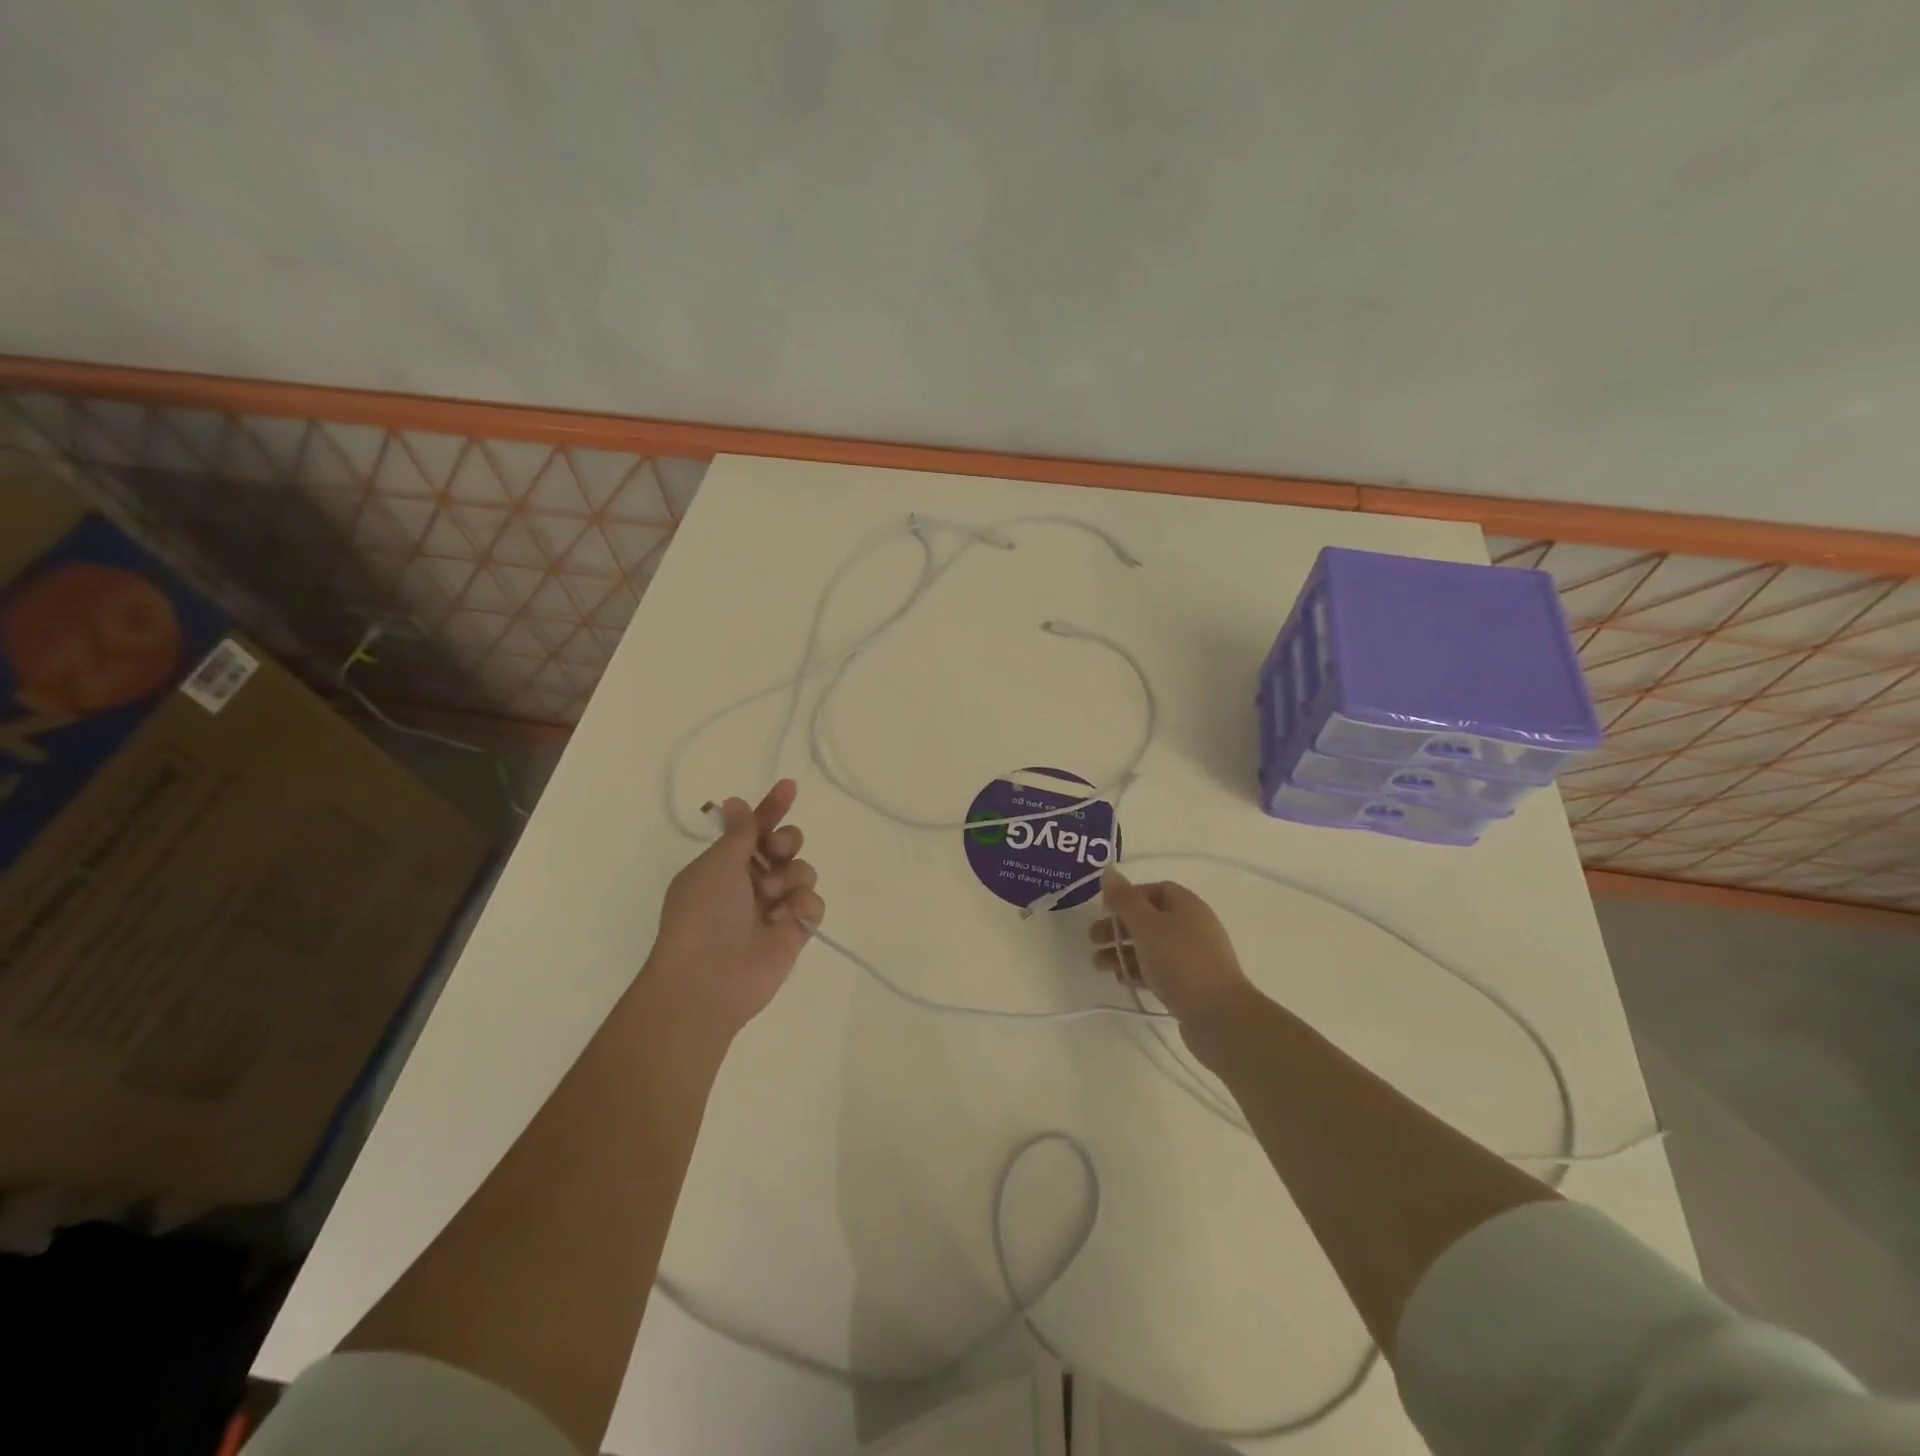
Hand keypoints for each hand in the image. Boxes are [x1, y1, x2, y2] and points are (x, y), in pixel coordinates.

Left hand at [646, 780, 824, 1036]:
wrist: (708, 979)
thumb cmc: (703, 914)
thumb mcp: (717, 864)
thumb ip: (739, 832)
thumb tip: (734, 800)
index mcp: (725, 864)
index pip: (755, 827)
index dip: (772, 807)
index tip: (790, 786)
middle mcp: (751, 882)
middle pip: (786, 845)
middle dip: (787, 841)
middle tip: (777, 852)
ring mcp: (774, 907)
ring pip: (803, 871)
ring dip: (790, 877)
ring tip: (772, 898)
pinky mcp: (795, 931)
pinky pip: (813, 903)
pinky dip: (801, 907)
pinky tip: (784, 921)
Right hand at [1090, 869, 1262, 1055]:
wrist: (1219, 1016)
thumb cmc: (1180, 961)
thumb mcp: (1146, 925)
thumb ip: (1125, 900)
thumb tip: (1109, 871)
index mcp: (1187, 906)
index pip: (1155, 890)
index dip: (1128, 896)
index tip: (1104, 909)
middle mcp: (1192, 927)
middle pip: (1150, 919)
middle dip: (1119, 927)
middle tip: (1093, 939)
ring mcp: (1193, 957)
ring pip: (1152, 947)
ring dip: (1123, 952)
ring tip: (1098, 965)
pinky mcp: (1191, 984)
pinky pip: (1159, 970)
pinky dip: (1138, 971)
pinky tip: (1121, 980)